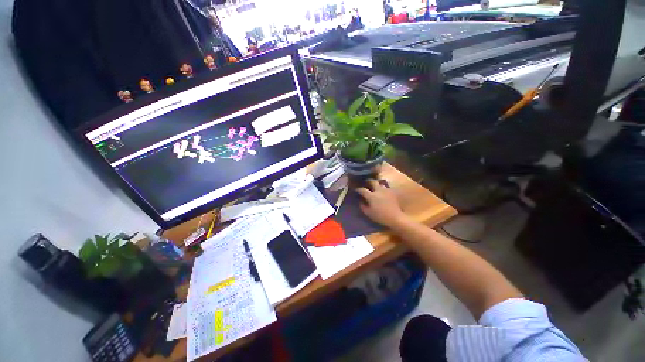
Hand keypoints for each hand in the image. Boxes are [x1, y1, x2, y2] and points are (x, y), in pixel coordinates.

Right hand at [356, 179, 408, 227]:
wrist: (395, 217)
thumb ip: (362, 206)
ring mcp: (386, 190)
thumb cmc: (380, 216)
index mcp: (371, 196)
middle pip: (372, 181)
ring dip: (375, 183)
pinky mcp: (392, 192)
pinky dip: (382, 187)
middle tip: (365, 183)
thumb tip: (360, 200)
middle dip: (367, 181)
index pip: (362, 189)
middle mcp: (378, 190)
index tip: (356, 189)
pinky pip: (385, 187)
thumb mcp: (368, 213)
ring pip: (379, 183)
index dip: (358, 189)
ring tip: (374, 186)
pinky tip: (381, 191)